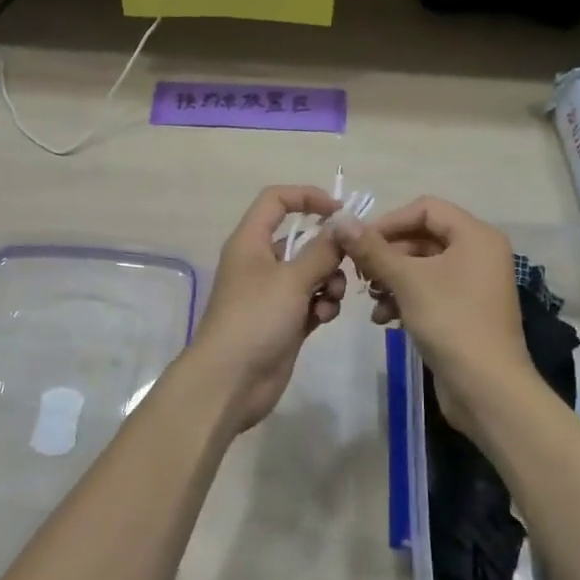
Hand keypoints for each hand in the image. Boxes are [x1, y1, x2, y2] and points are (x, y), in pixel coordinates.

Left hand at [183, 186, 349, 433]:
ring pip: (311, 272)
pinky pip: (311, 301)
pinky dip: (321, 306)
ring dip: (328, 282)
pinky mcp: (284, 320)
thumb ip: (322, 250)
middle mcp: (260, 262)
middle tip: (348, 262)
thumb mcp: (291, 279)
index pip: (276, 200)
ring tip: (328, 300)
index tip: (340, 211)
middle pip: (301, 239)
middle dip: (328, 250)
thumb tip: (343, 224)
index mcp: (250, 241)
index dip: (307, 197)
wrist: (230, 382)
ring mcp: (272, 293)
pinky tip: (321, 320)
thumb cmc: (255, 319)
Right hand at [332, 198, 537, 435]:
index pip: (425, 208)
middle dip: (387, 254)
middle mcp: (478, 253)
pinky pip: (429, 290)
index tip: (359, 242)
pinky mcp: (465, 310)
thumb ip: (372, 248)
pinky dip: (405, 298)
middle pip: (422, 237)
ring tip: (370, 297)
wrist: (487, 389)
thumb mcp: (406, 280)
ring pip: (422, 266)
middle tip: (358, 271)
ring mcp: (473, 283)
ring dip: (391, 278)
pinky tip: (384, 318)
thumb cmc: (451, 322)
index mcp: (475, 236)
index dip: (390, 221)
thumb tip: (340, 219)